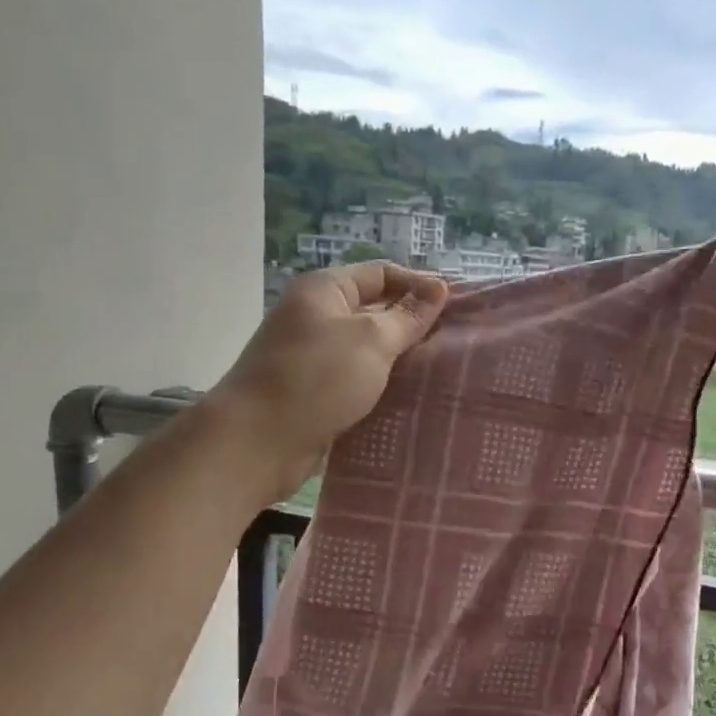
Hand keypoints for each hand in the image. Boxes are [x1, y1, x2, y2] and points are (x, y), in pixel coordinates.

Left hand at [207, 262, 448, 502]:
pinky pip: (357, 384)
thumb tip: (438, 288)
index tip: (457, 309)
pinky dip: (382, 390)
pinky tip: (412, 401)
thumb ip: (407, 316)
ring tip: (442, 374)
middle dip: (412, 327)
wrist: (257, 441)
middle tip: (456, 345)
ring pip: (368, 353)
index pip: (381, 274)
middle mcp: (316, 318)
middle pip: (375, 313)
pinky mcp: (315, 395)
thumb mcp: (371, 340)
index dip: (418, 286)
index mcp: (324, 291)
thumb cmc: (317, 378)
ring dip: (400, 363)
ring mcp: (313, 359)